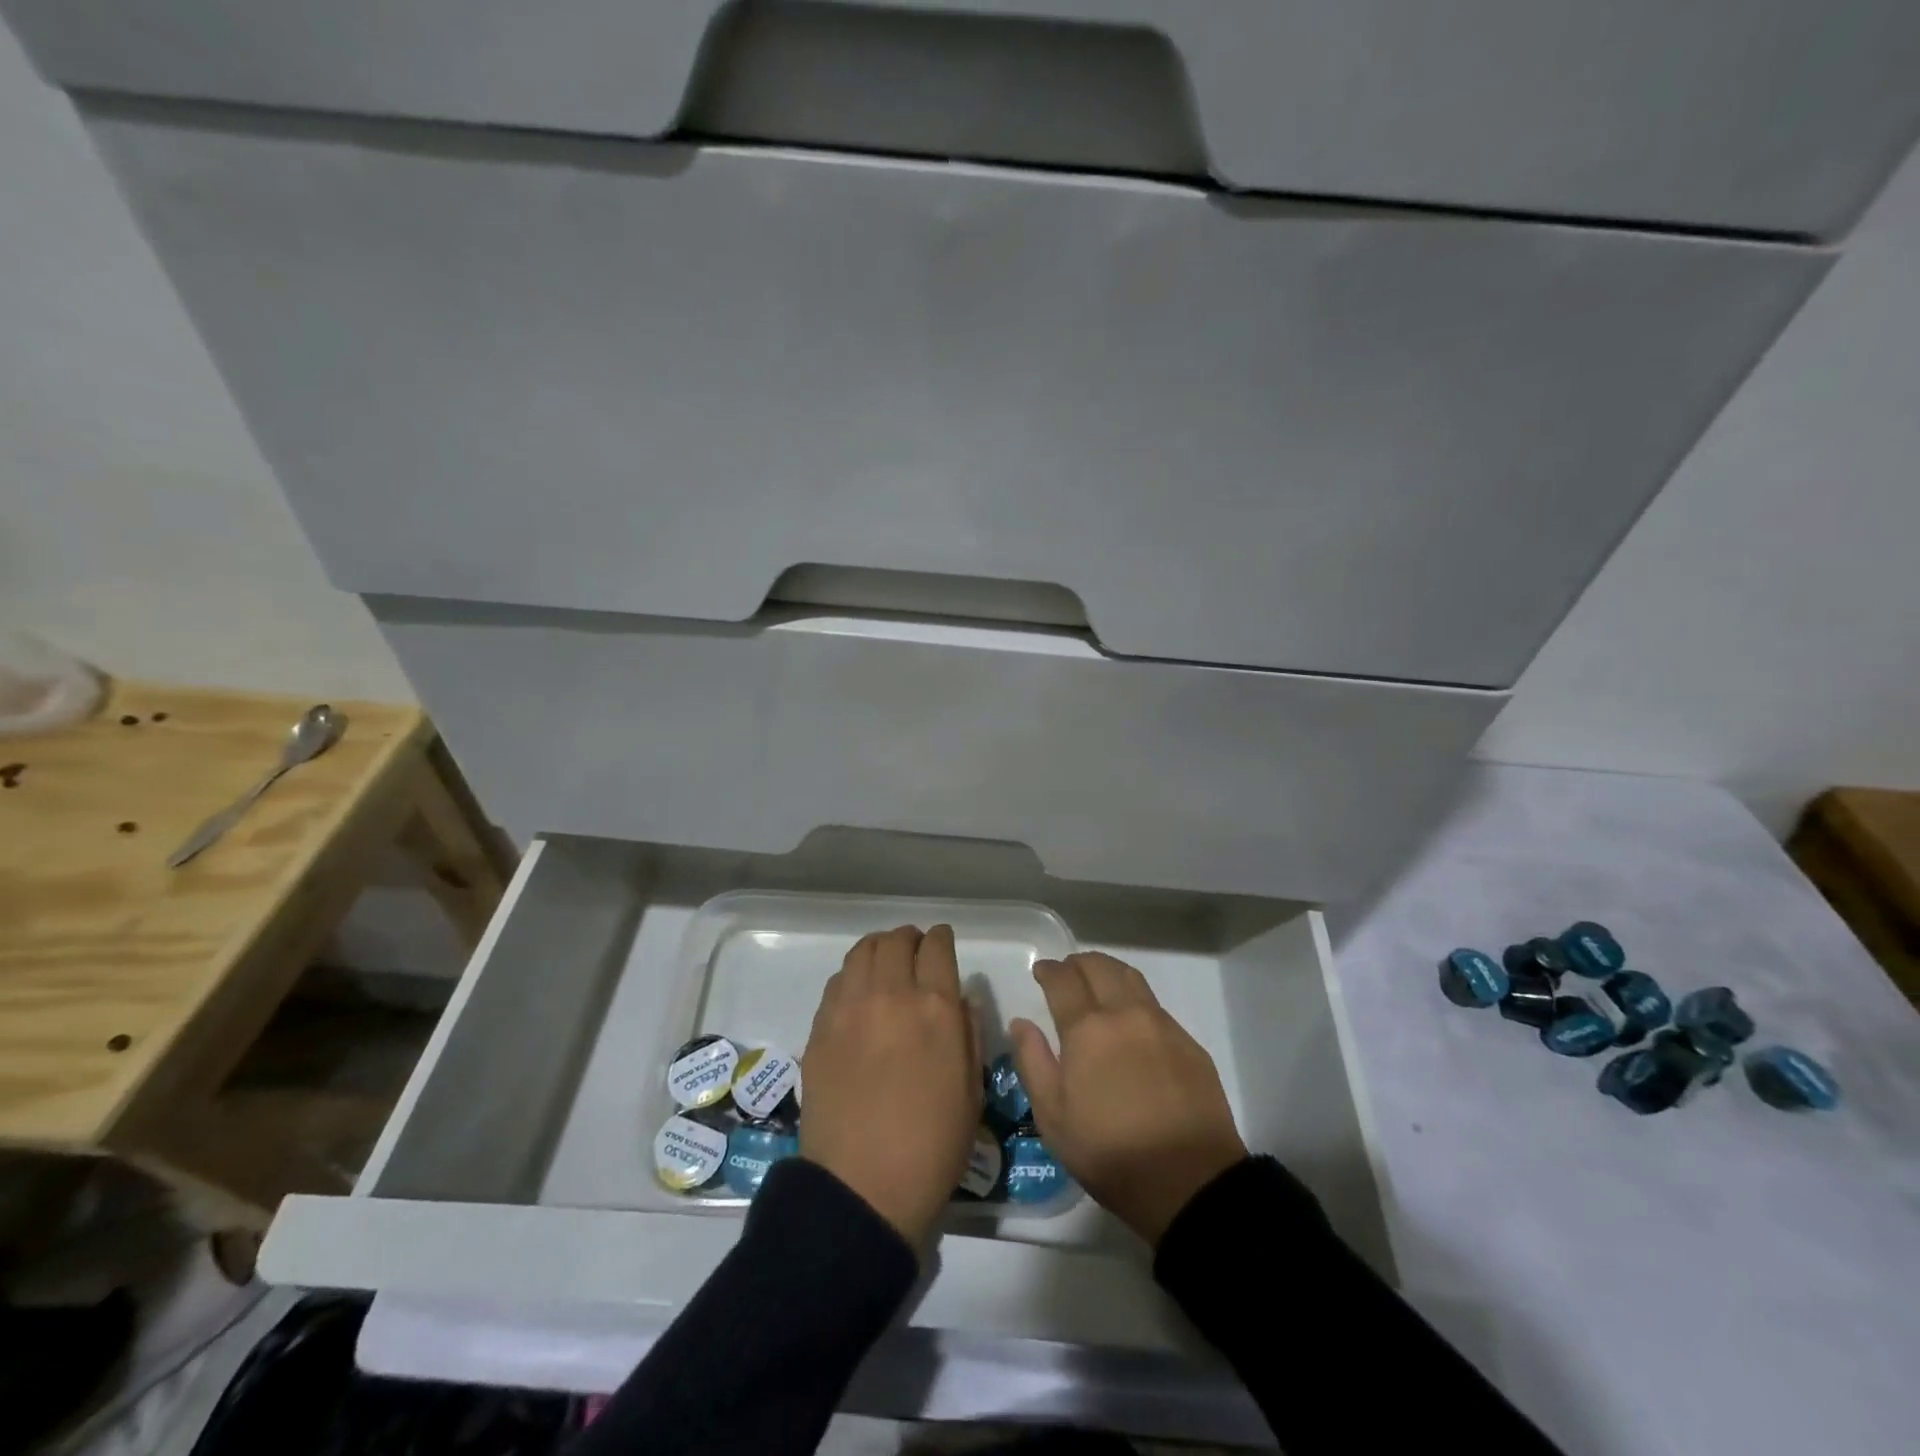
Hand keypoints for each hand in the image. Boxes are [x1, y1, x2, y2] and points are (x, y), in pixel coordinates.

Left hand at [801, 924, 980, 1245]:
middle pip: (896, 941)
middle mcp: (891, 994)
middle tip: (914, 949)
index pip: (937, 948)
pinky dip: (853, 974)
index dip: (942, 938)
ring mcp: (850, 1008)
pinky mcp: (820, 1026)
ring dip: (879, 948)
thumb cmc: (932, 1146)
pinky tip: (858, 991)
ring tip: (885, 961)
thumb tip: (962, 998)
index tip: (942, 940)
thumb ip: (969, 1032)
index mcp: (935, 1008)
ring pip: (862, 951)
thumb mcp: (971, 1091)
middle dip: (909, 938)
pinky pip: (838, 980)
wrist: (863, 1187)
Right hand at [1011, 953, 1247, 1246]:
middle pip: (1099, 967)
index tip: (1041, 971)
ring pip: (1130, 978)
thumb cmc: (1109, 1152)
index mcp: (1087, 1028)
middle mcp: (1125, 1014)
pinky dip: (1134, 998)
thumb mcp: (1053, 1117)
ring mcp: (1161, 1025)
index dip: (1049, 970)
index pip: (1063, 979)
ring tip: (1097, 983)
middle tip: (1066, 973)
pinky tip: (1131, 1021)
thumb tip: (1021, 1023)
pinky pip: (1155, 1005)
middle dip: (1077, 963)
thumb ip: (1032, 1062)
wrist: (1189, 1181)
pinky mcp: (1188, 1043)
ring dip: (1108, 971)